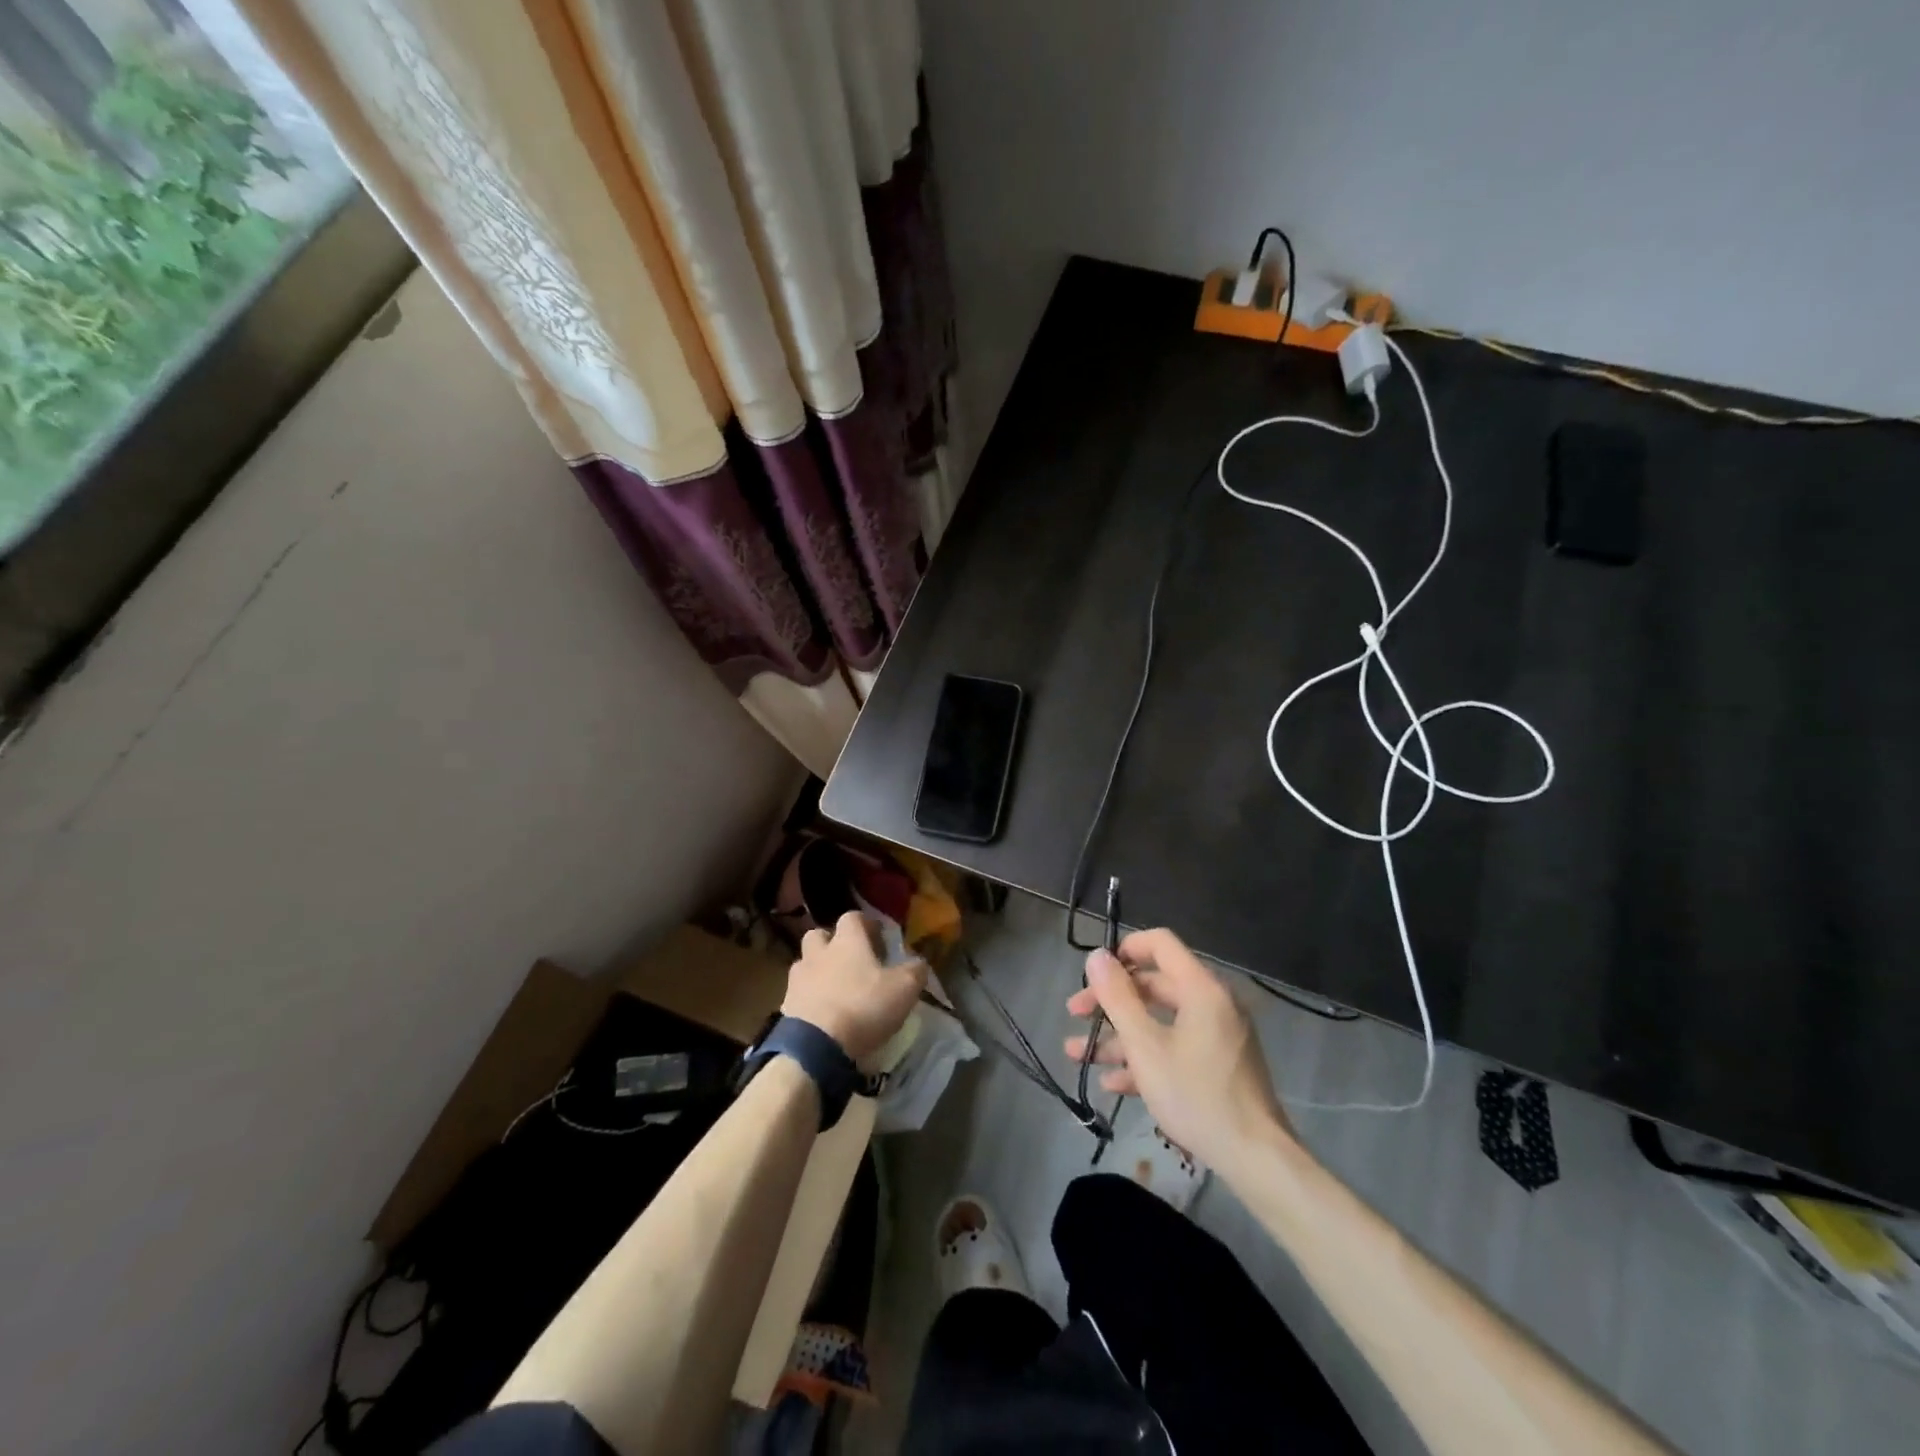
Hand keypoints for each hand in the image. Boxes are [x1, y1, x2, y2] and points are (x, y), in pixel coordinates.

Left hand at [783, 911, 926, 1063]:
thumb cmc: (864, 1007)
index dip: (866, 925)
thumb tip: (919, 962)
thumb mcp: (904, 989)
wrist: (815, 1046)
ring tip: (835, 990)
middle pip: (820, 935)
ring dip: (818, 970)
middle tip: (851, 961)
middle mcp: (819, 952)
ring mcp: (798, 978)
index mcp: (847, 941)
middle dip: (833, 943)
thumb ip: (915, 971)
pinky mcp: (785, 1005)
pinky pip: (798, 993)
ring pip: (806, 963)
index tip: (878, 939)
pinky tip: (823, 1014)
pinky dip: (809, 998)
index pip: (853, 917)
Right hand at [1065, 928, 1290, 1174]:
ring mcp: (1217, 1035)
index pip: (1160, 944)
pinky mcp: (1218, 1065)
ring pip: (1159, 1022)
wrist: (1255, 1159)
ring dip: (1118, 1036)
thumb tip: (1097, 956)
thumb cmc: (1196, 1094)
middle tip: (1076, 1016)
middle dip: (1110, 1002)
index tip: (1094, 972)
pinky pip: (1175, 1048)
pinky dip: (1144, 1058)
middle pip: (1153, 985)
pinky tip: (1112, 1083)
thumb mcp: (1146, 1046)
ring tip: (1079, 1056)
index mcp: (1201, 988)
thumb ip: (1118, 998)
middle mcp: (1212, 1003)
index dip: (1124, 950)